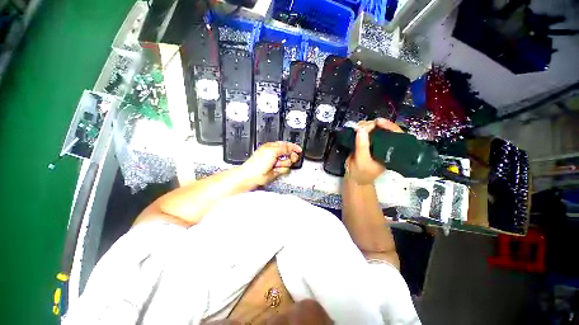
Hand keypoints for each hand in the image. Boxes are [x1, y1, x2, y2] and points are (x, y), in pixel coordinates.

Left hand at [242, 141, 302, 185]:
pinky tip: (275, 169)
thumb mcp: (272, 151)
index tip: (299, 150)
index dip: (293, 147)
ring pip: (288, 162)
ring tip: (276, 164)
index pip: (286, 145)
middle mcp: (275, 154)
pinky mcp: (277, 170)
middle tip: (289, 158)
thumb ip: (284, 148)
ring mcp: (276, 163)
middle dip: (290, 156)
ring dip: (283, 164)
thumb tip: (291, 147)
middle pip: (289, 154)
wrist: (253, 176)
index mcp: (273, 147)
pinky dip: (281, 170)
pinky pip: (285, 169)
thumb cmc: (258, 162)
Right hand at [344, 118, 402, 184]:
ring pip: (374, 129)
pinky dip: (360, 129)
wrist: (354, 178)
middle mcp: (384, 145)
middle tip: (362, 125)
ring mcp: (375, 143)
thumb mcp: (362, 161)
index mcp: (390, 151)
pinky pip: (365, 132)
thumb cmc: (361, 173)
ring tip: (357, 127)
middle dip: (373, 125)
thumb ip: (362, 146)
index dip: (388, 126)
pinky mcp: (366, 142)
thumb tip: (360, 129)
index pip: (395, 135)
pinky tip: (356, 129)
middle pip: (384, 129)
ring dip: (365, 126)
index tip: (377, 121)